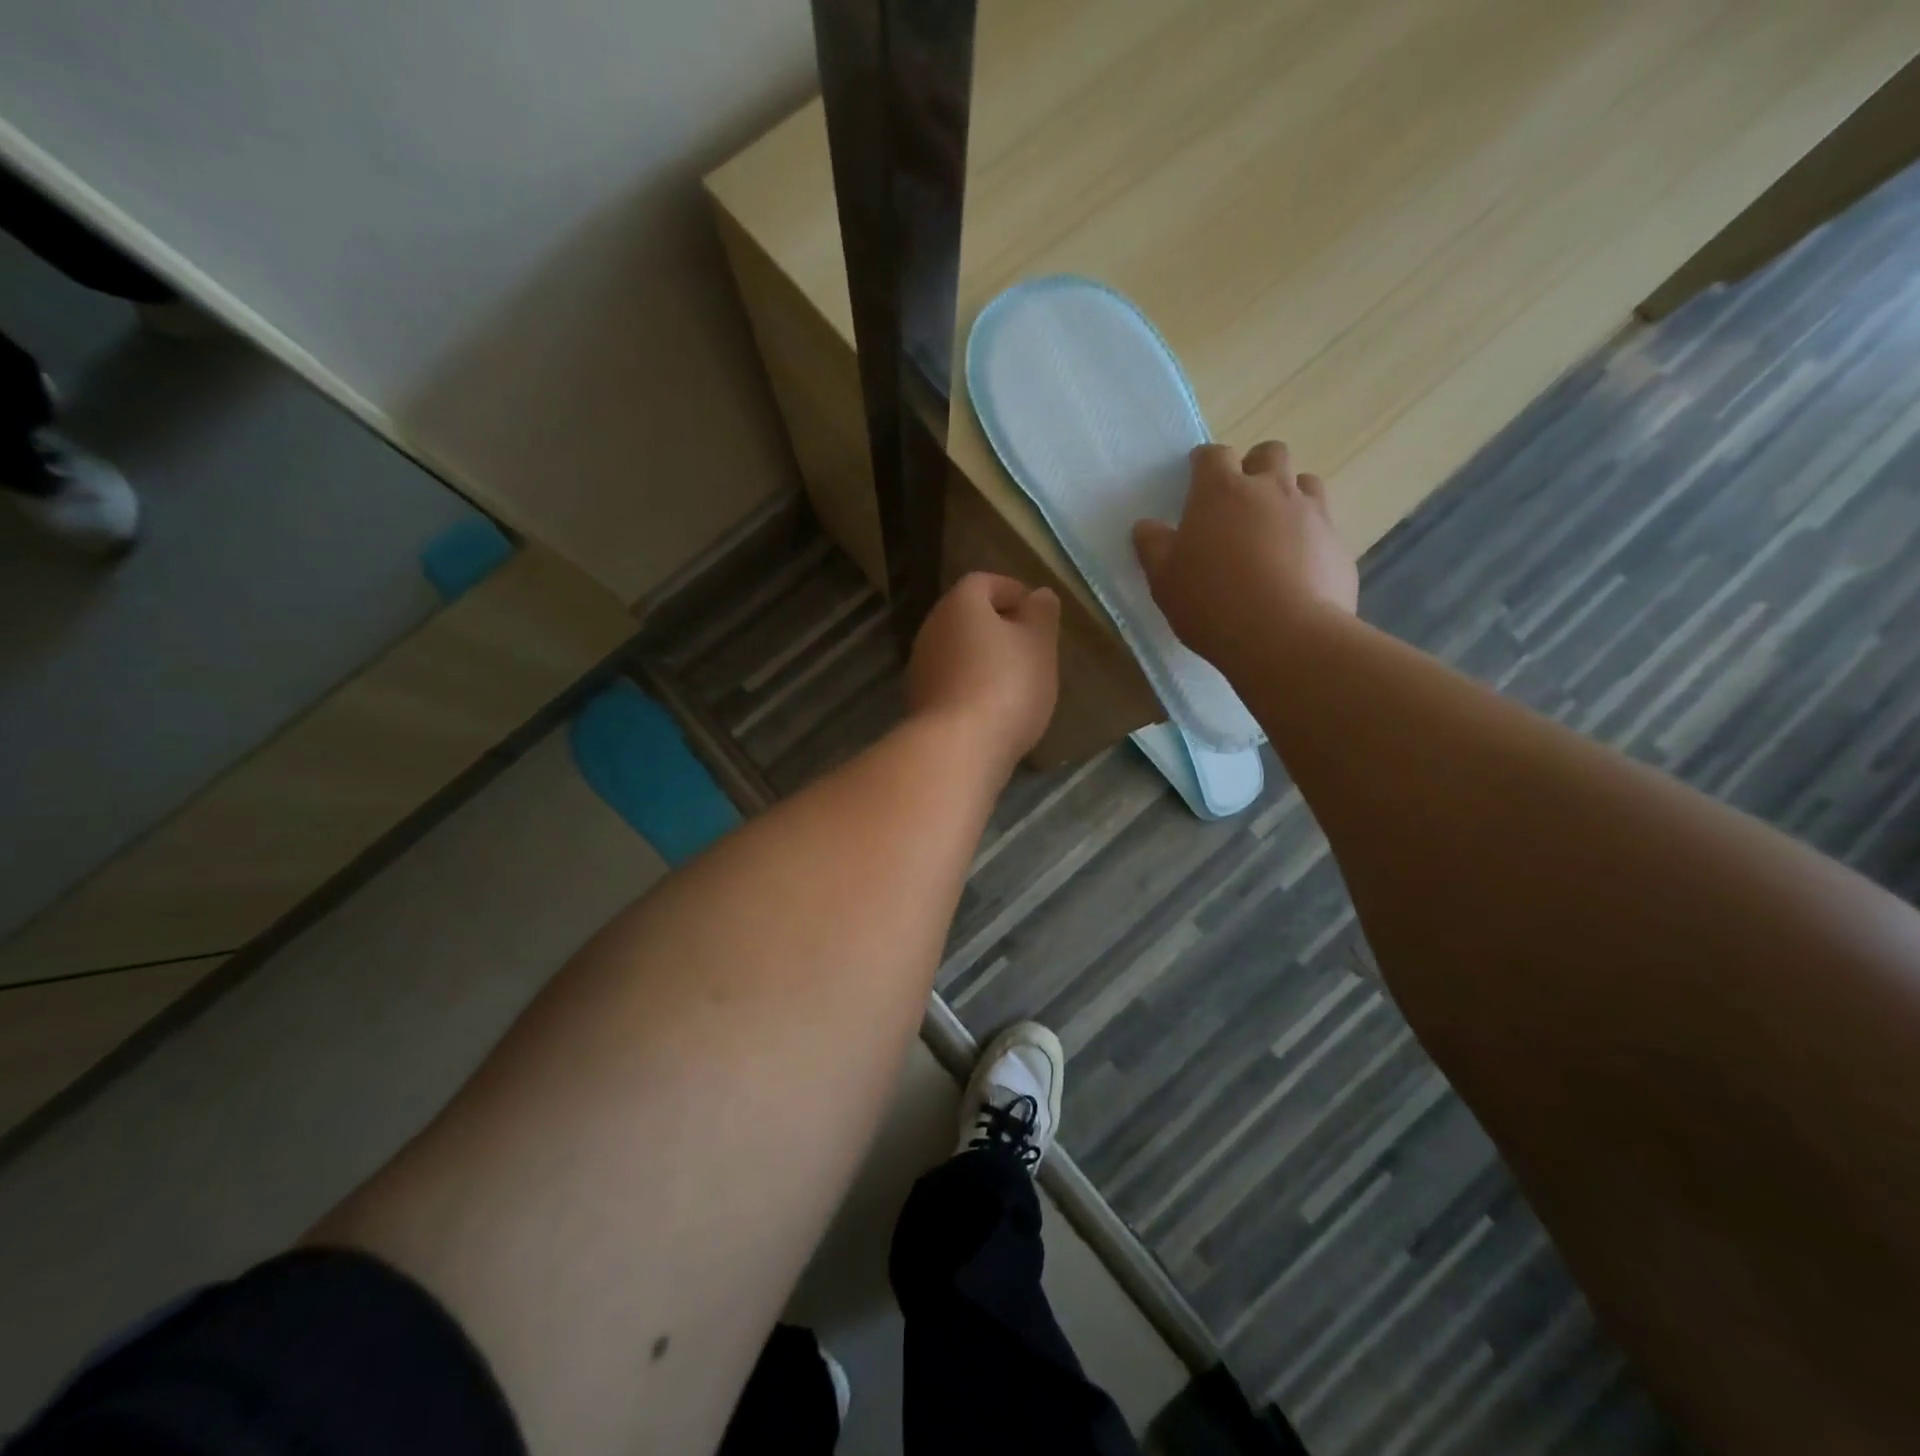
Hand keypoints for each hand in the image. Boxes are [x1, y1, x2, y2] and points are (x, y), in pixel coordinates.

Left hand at [907, 572, 1060, 774]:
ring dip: (984, 659)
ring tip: (1017, 681)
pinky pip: (951, 682)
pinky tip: (994, 709)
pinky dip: (971, 686)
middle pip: (967, 617)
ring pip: (958, 651)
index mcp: (960, 604)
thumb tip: (1039, 594)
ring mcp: (921, 668)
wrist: (958, 748)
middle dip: (999, 627)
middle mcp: (932, 629)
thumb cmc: (1006, 685)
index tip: (1037, 613)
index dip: (1012, 591)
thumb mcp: (1039, 645)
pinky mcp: (920, 702)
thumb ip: (1041, 615)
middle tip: (1031, 647)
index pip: (984, 582)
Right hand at [1133, 441, 1357, 668]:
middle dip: (1254, 466)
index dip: (1204, 463)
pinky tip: (1296, 567)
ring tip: (1273, 528)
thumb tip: (1146, 526)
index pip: (1213, 455)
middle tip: (1239, 499)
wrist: (1284, 636)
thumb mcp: (1164, 579)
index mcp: (1221, 491)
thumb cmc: (1211, 602)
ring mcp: (1311, 513)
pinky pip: (1324, 525)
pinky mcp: (1338, 544)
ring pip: (1305, 482)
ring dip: (1288, 494)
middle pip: (1269, 453)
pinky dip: (1309, 535)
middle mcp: (1270, 489)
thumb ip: (1153, 546)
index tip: (1196, 477)